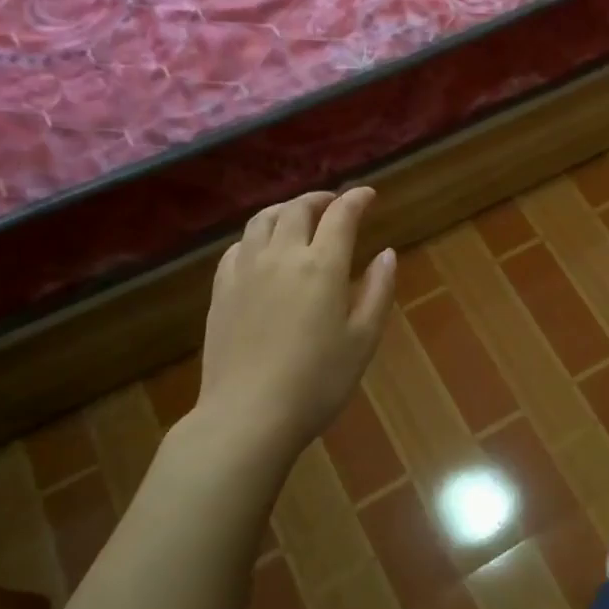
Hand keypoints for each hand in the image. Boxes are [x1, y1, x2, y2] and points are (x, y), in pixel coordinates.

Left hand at [190, 186, 396, 464]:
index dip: (356, 199)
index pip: (341, 215)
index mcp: (321, 266)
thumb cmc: (318, 381)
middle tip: (335, 204)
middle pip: (298, 209)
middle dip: (320, 199)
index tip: (368, 194)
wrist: (248, 414)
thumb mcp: (363, 339)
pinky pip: (239, 245)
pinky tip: (263, 249)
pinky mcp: (221, 289)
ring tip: (299, 216)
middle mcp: (281, 256)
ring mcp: (245, 270)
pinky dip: (258, 235)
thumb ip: (377, 291)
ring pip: (263, 220)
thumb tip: (387, 254)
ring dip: (286, 209)